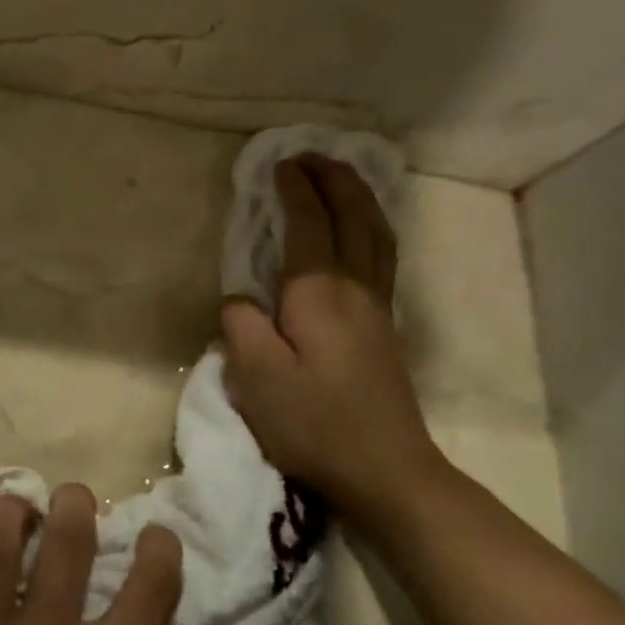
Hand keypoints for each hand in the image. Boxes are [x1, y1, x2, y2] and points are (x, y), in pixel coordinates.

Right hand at [221, 156, 444, 524]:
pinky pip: (382, 254)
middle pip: (353, 216)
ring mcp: (377, 307)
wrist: (384, 468)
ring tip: (339, 178)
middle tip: (310, 156)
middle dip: (333, 179)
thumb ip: (241, 325)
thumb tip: (240, 298)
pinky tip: (361, 232)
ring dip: (358, 197)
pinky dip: (370, 225)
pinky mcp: (384, 327)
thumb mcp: (256, 377)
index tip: (277, 165)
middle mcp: (355, 288)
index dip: (293, 191)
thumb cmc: (313, 423)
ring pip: (376, 233)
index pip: (308, 225)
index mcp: (318, 293)